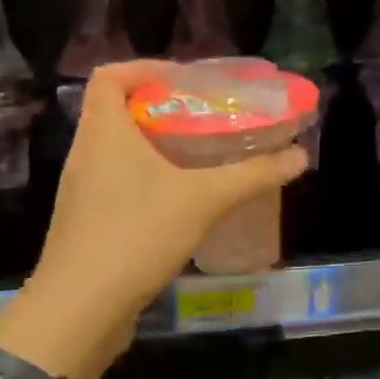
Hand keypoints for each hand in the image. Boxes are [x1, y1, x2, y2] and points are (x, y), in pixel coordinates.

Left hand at [0, 61, 307, 378]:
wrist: (79, 310)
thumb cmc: (135, 235)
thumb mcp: (202, 200)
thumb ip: (252, 175)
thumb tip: (300, 156)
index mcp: (103, 132)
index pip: (109, 75)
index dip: (145, 68)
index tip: (186, 82)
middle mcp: (85, 153)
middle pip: (117, 111)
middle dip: (161, 109)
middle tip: (205, 119)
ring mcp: (81, 190)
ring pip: (118, 151)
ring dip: (155, 147)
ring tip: (200, 157)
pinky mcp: (86, 223)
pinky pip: (116, 184)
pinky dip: (146, 181)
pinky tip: (180, 202)